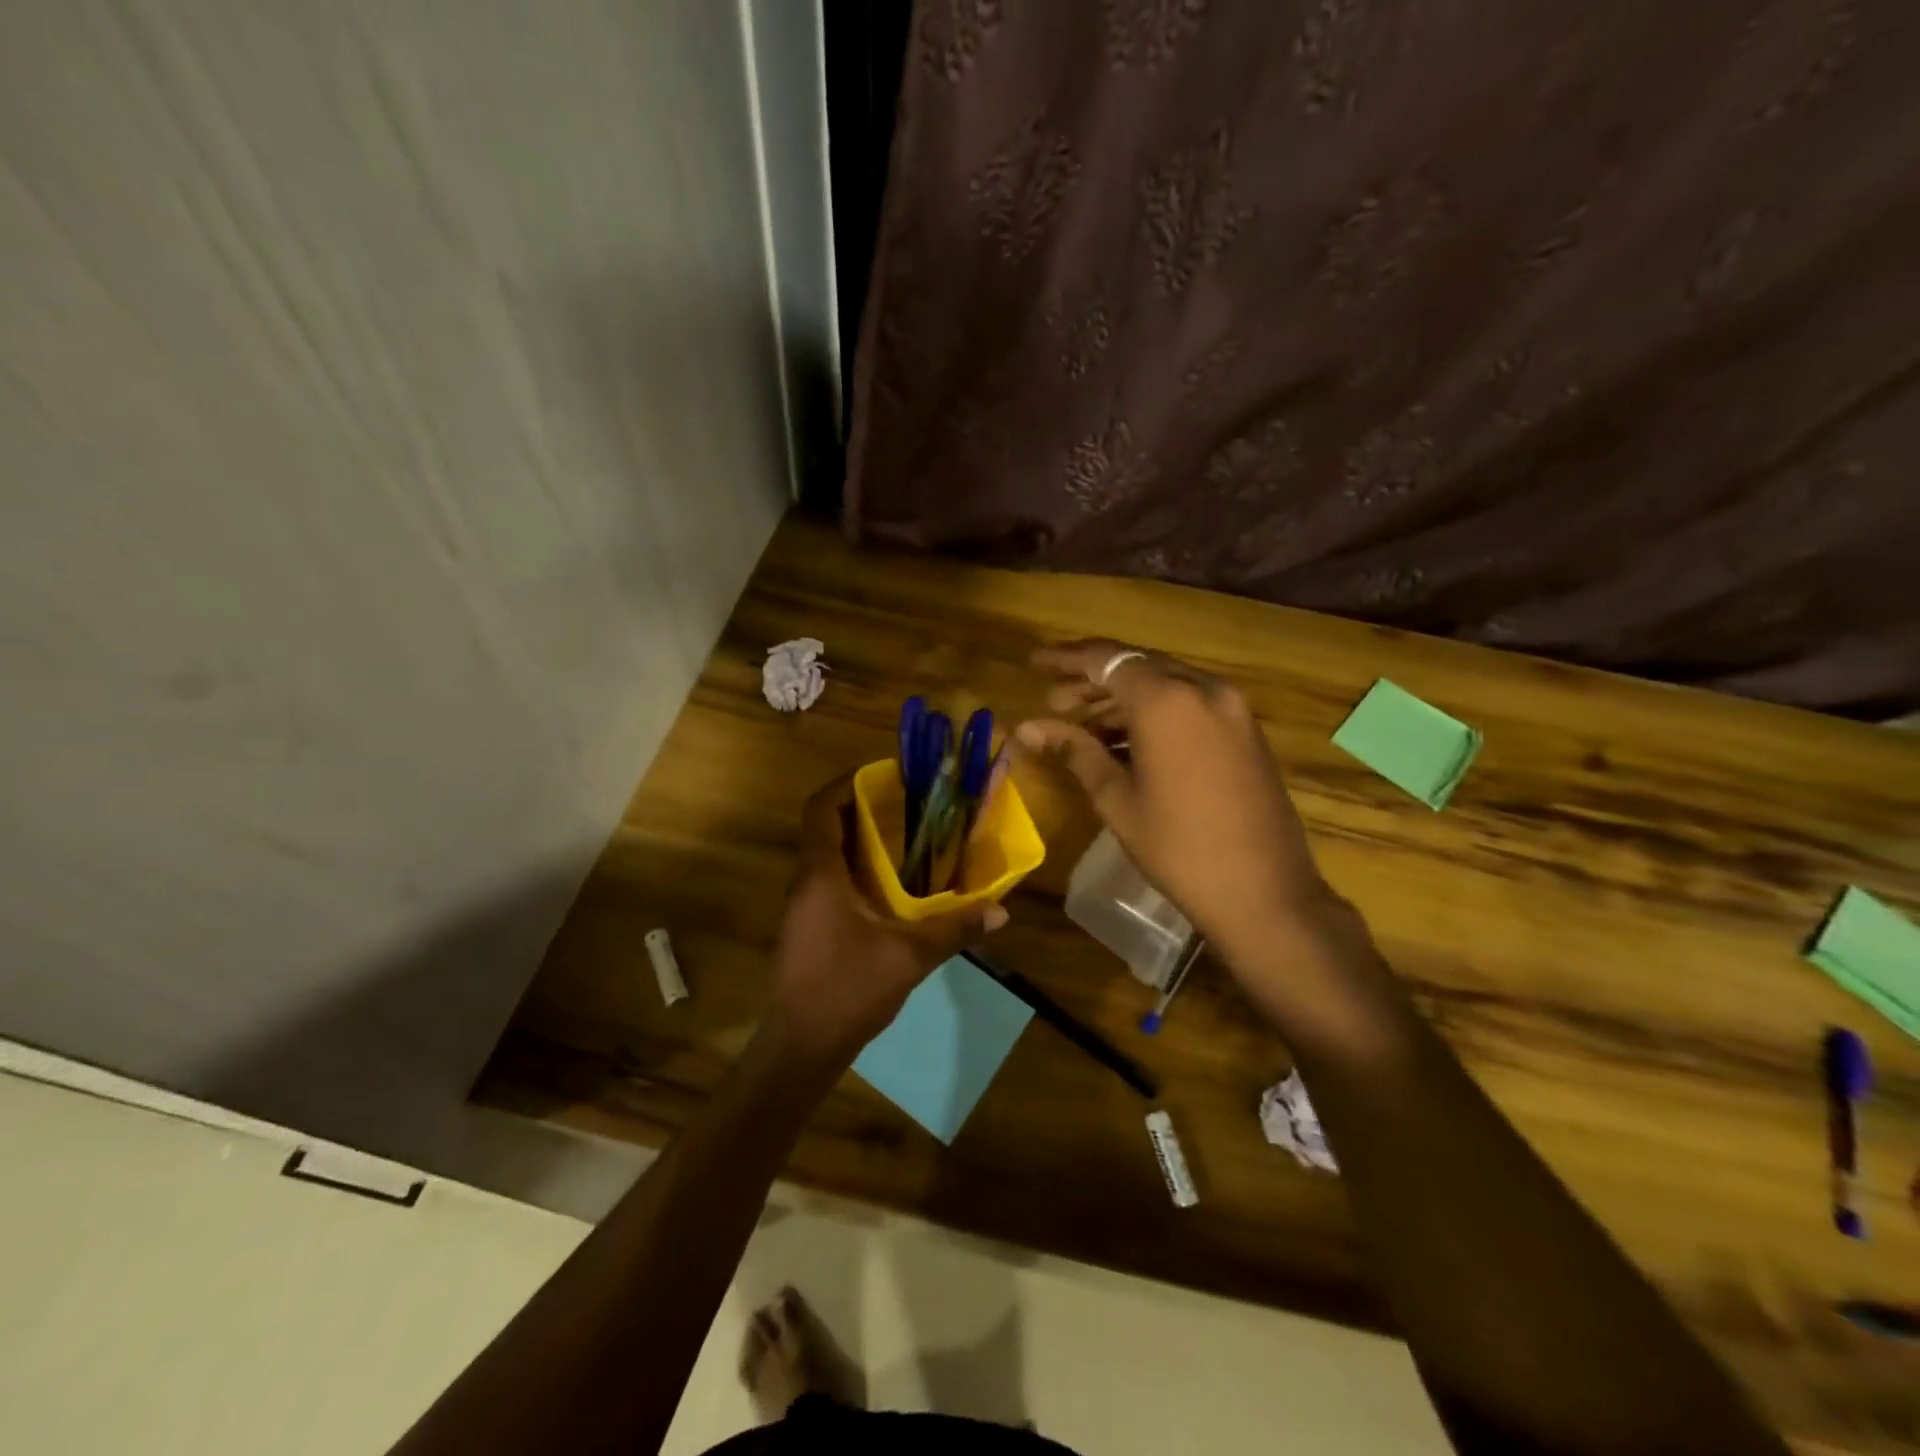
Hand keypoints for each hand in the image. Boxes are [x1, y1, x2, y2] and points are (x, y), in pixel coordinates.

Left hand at [767, 774, 1007, 1068]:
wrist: (801, 1046)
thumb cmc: (847, 989)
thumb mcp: (908, 957)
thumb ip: (954, 929)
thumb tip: (1001, 911)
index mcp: (820, 876)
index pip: (819, 810)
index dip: (844, 785)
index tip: (881, 777)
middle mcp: (804, 883)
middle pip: (824, 828)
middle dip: (860, 810)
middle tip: (906, 805)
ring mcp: (801, 906)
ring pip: (826, 856)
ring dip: (858, 841)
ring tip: (905, 838)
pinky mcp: (806, 927)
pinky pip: (828, 881)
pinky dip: (855, 870)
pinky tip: (890, 887)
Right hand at [1016, 641, 1336, 969]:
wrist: (1264, 893)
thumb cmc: (1177, 848)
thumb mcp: (1116, 798)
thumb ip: (1074, 751)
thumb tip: (1026, 729)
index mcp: (1167, 701)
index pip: (1107, 659)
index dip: (1067, 658)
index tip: (1035, 664)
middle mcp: (1204, 690)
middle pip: (1138, 666)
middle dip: (1093, 679)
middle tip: (1055, 703)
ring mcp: (1232, 708)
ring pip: (1166, 684)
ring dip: (1124, 698)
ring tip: (1084, 726)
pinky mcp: (1246, 730)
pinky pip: (1191, 704)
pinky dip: (1156, 712)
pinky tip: (1127, 741)